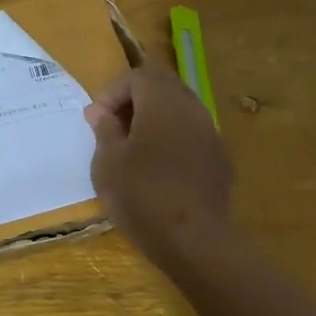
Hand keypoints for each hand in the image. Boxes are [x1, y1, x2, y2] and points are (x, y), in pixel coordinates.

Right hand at [85, 66, 232, 253]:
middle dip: (134, 102)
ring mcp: (211, 133)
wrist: (192, 239)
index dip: (111, 93)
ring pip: (180, 112)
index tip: (95, 120)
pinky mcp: (220, 159)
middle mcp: (192, 108)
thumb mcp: (108, 162)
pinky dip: (172, 141)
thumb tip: (100, 111)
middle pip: (162, 88)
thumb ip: (104, 129)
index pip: (136, 76)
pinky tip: (159, 170)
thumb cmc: (141, 195)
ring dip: (154, 121)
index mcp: (163, 101)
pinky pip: (192, 136)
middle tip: (113, 129)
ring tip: (133, 150)